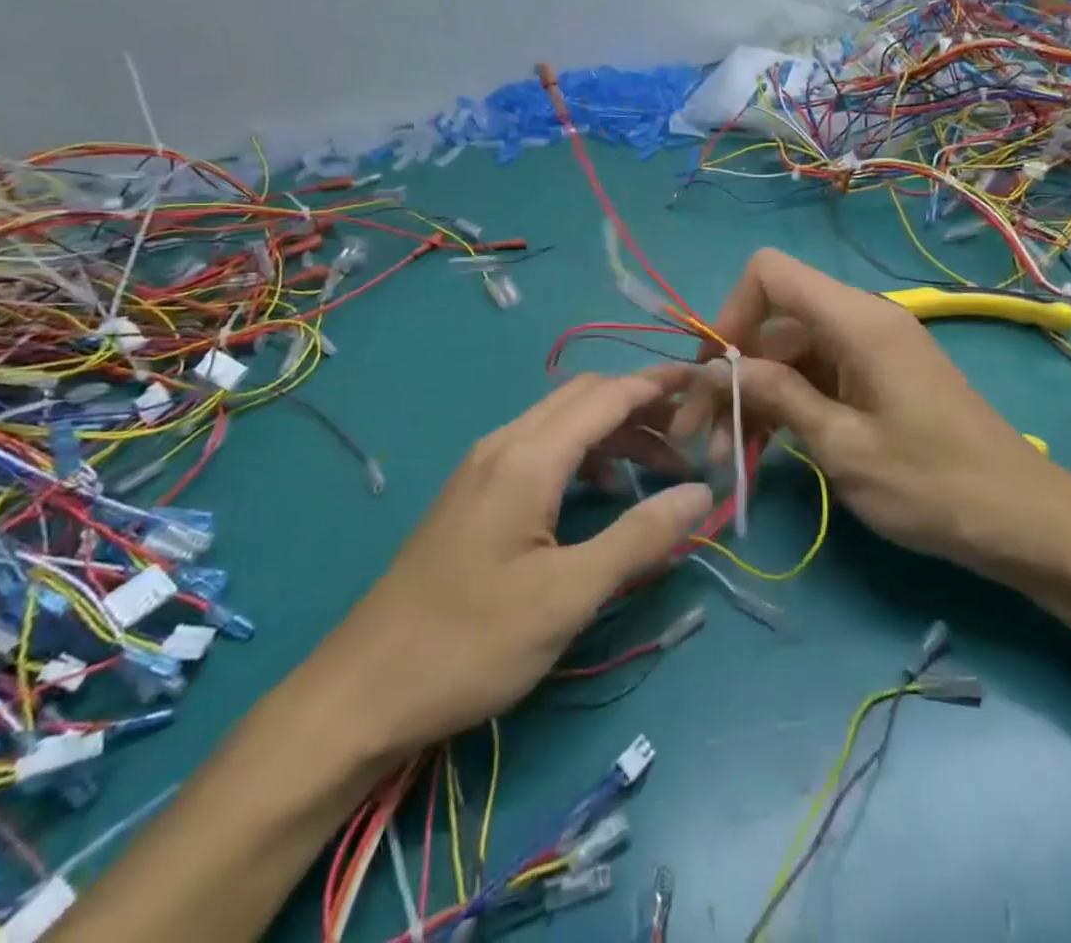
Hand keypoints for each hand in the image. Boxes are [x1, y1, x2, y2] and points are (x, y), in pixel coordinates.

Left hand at [313, 370, 711, 753]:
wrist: (364, 688)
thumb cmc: (472, 642)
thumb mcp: (569, 595)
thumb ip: (640, 538)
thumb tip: (701, 492)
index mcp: (529, 456)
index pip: (608, 396)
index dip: (659, 384)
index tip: (706, 381)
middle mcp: (505, 444)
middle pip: (586, 399)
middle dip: (642, 408)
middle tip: (691, 436)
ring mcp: (484, 466)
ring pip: (563, 424)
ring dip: (615, 435)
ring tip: (660, 473)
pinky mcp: (475, 493)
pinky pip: (542, 449)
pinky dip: (585, 457)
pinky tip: (604, 497)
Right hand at [672, 249, 1070, 562]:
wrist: (1022, 521)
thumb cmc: (933, 484)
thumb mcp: (843, 446)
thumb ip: (777, 396)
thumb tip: (717, 368)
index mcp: (856, 321)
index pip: (770, 273)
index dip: (732, 311)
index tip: (714, 372)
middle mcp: (859, 321)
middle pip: (772, 323)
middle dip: (729, 372)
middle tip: (697, 434)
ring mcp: (868, 351)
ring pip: (787, 355)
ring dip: (751, 397)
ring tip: (723, 455)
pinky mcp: (873, 379)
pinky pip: (813, 377)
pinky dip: (783, 406)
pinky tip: (759, 450)